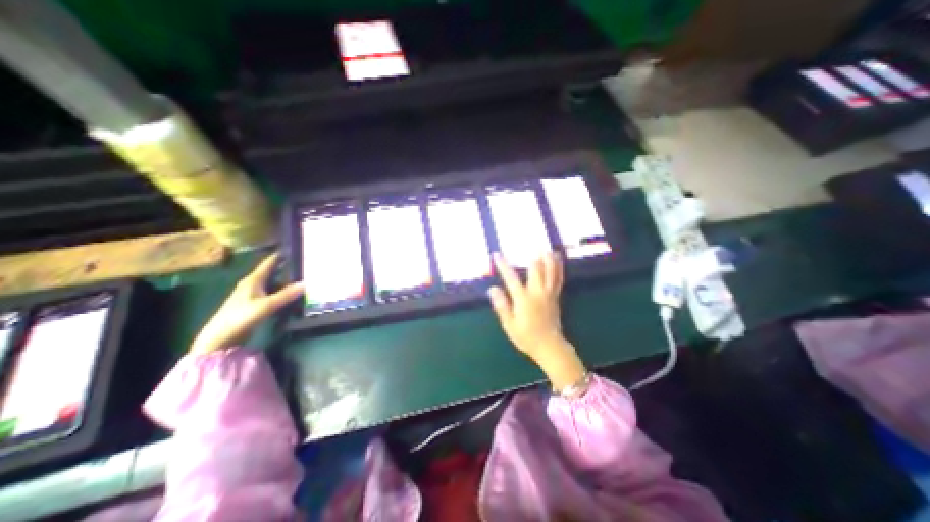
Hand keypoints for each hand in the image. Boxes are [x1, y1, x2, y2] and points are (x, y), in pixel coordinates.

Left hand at [191, 251, 303, 354]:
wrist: (220, 338)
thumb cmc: (241, 317)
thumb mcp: (267, 305)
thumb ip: (286, 294)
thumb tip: (306, 283)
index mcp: (253, 280)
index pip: (269, 263)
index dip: (280, 256)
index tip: (295, 249)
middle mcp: (252, 284)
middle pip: (272, 272)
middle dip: (286, 268)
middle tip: (304, 264)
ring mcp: (252, 294)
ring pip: (272, 283)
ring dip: (285, 280)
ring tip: (302, 277)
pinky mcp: (254, 304)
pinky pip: (272, 292)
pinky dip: (282, 291)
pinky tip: (291, 293)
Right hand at [489, 251, 581, 389]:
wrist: (549, 347)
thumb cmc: (526, 337)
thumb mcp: (509, 325)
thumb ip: (502, 306)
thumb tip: (492, 289)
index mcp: (523, 299)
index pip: (511, 279)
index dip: (503, 266)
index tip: (497, 255)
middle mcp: (537, 293)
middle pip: (535, 271)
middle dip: (532, 258)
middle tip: (531, 246)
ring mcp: (549, 294)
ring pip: (550, 273)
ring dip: (549, 260)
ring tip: (548, 249)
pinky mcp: (556, 297)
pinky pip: (558, 279)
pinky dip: (558, 268)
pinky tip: (558, 261)